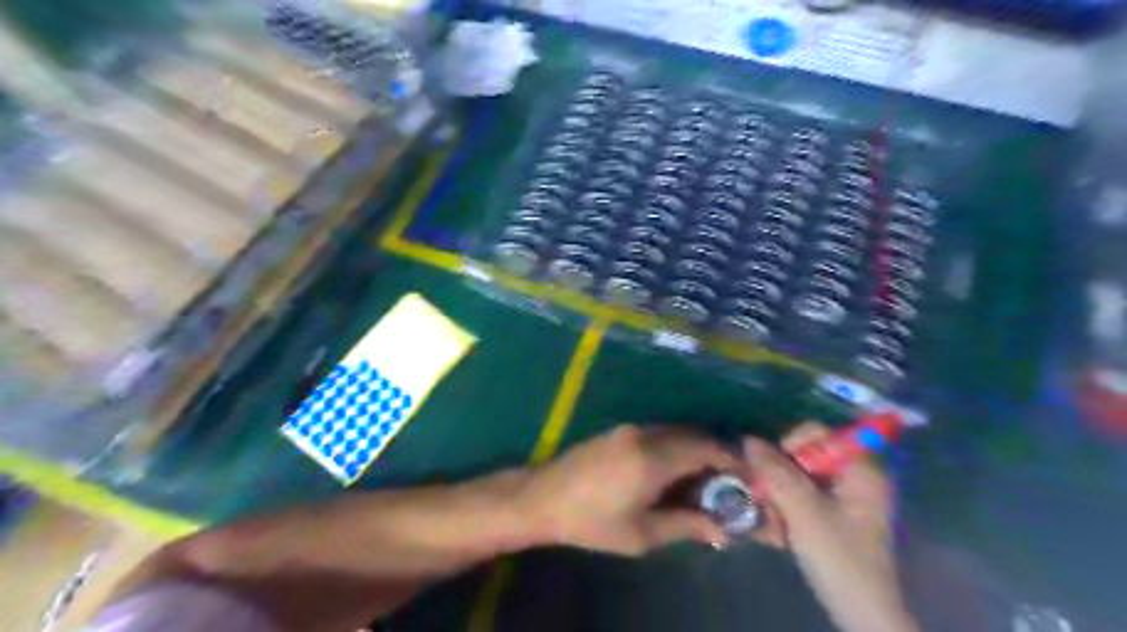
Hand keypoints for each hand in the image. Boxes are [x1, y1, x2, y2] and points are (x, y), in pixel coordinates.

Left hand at [525, 428, 746, 555]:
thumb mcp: (641, 534)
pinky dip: (677, 446)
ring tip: (706, 479)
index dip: (732, 459)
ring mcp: (630, 429)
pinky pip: (660, 432)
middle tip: (730, 481)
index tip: (748, 476)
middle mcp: (645, 434)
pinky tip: (676, 469)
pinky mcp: (620, 430)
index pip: (705, 449)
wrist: (542, 497)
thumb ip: (685, 525)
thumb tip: (722, 528)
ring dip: (696, 449)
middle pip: (693, 436)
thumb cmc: (592, 521)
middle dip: (717, 454)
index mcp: (653, 458)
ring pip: (676, 432)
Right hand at [746, 422, 912, 630]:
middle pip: (805, 455)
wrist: (863, 616)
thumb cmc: (840, 559)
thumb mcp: (803, 512)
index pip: (819, 433)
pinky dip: (788, 508)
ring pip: (799, 478)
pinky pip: (803, 496)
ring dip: (780, 495)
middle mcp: (855, 477)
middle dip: (780, 476)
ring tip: (773, 522)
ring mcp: (845, 497)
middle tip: (768, 501)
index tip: (774, 469)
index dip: (791, 443)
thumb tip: (748, 440)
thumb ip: (776, 473)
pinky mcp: (835, 515)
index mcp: (860, 470)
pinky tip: (780, 531)